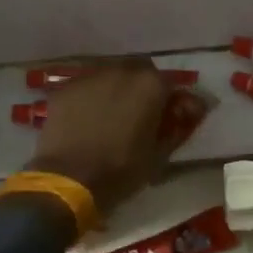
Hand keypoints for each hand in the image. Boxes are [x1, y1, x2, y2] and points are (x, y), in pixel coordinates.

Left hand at [28, 59, 206, 217]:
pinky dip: (92, 98)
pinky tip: (87, 119)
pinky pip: (86, 88)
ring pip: (111, 76)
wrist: (69, 182)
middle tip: (140, 113)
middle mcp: (122, 71)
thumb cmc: (122, 170)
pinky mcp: (64, 89)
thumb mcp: (160, 154)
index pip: (171, 84)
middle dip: (143, 88)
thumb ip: (177, 127)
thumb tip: (188, 113)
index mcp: (151, 85)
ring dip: (117, 90)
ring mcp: (90, 77)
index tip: (171, 117)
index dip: (172, 101)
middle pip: (139, 72)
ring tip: (111, 115)